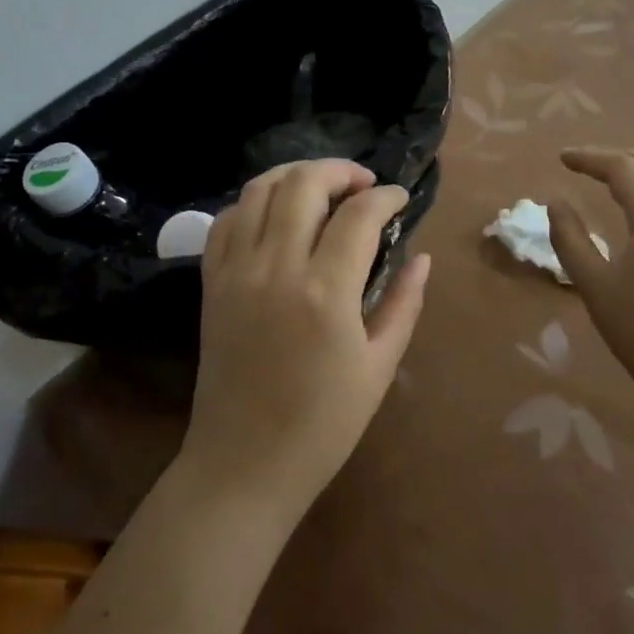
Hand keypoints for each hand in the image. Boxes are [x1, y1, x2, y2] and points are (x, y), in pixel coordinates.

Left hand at [182, 159, 430, 517]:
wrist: (244, 463)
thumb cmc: (323, 425)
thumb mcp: (379, 367)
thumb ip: (403, 303)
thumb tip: (422, 258)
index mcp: (325, 292)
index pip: (359, 214)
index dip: (385, 196)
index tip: (400, 199)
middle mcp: (275, 267)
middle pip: (303, 184)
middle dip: (340, 170)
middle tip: (363, 185)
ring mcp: (236, 271)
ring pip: (260, 189)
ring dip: (295, 175)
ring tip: (322, 188)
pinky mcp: (211, 282)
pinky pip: (227, 220)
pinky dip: (254, 202)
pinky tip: (276, 214)